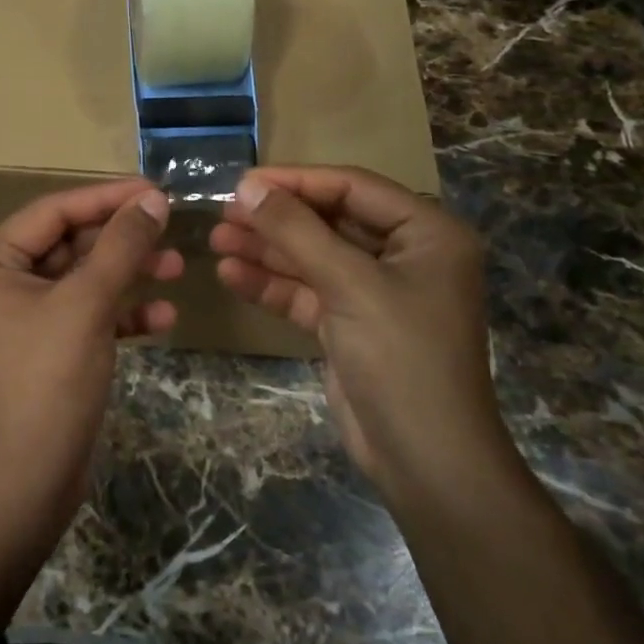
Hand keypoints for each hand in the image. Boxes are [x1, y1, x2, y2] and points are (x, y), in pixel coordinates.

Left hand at [0, 179, 181, 524]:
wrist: (24, 484)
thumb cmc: (46, 380)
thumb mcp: (87, 303)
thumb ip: (122, 246)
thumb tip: (153, 199)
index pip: (53, 211)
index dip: (107, 197)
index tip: (156, 190)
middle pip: (69, 243)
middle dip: (122, 241)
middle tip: (171, 232)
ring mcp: (19, 318)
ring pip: (81, 279)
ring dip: (127, 275)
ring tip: (177, 269)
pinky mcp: (43, 349)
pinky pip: (83, 315)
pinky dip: (119, 314)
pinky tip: (163, 319)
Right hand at [210, 167, 513, 508]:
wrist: (425, 462)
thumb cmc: (401, 358)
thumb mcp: (349, 285)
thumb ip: (297, 232)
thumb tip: (247, 187)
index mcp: (427, 233)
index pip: (353, 188)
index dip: (296, 181)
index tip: (243, 182)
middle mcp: (405, 255)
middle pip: (330, 221)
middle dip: (277, 219)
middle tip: (223, 211)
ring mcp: (376, 291)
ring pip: (314, 257)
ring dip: (267, 250)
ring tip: (216, 240)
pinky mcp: (351, 324)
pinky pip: (308, 291)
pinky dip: (273, 284)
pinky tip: (231, 274)